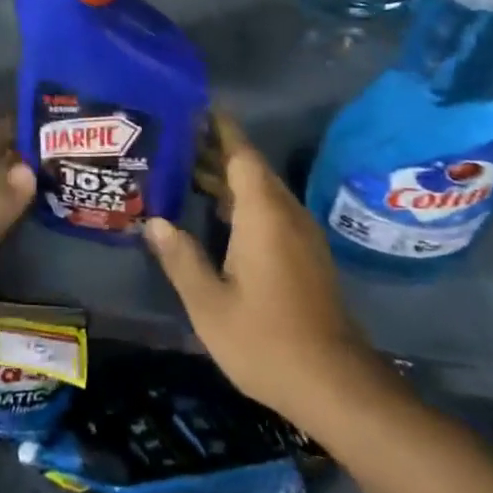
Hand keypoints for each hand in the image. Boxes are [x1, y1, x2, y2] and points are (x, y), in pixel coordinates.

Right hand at [144, 111, 374, 427]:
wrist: (335, 386)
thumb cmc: (266, 340)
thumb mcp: (210, 304)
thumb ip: (181, 258)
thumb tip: (156, 222)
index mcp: (263, 212)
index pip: (240, 153)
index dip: (218, 127)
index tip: (194, 106)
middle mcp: (285, 212)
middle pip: (249, 167)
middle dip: (215, 150)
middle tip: (174, 139)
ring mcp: (299, 234)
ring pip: (260, 189)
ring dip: (227, 177)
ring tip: (186, 170)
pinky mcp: (305, 254)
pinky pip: (269, 210)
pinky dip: (241, 200)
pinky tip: (217, 214)